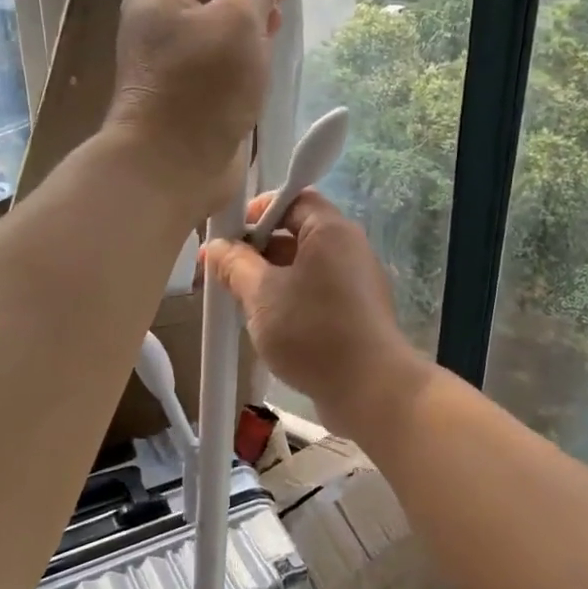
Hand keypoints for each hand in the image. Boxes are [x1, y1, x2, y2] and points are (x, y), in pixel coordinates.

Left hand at [106, 0, 286, 215]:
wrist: (171, 168)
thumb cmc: (200, 87)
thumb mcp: (236, 21)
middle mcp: (160, 16)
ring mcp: (175, 54)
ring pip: (213, 13)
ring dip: (247, 9)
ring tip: (277, 17)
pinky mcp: (192, 87)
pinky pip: (219, 51)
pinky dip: (244, 45)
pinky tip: (267, 53)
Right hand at [204, 191, 426, 438]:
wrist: (370, 390)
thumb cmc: (313, 331)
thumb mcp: (261, 295)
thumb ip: (235, 265)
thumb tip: (216, 248)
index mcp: (331, 231)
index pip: (293, 199)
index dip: (258, 211)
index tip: (229, 236)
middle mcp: (349, 249)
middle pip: (297, 234)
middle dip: (257, 251)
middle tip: (224, 274)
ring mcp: (356, 283)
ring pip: (304, 268)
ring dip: (270, 280)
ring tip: (239, 303)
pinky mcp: (357, 313)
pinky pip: (317, 294)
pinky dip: (291, 301)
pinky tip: (268, 326)